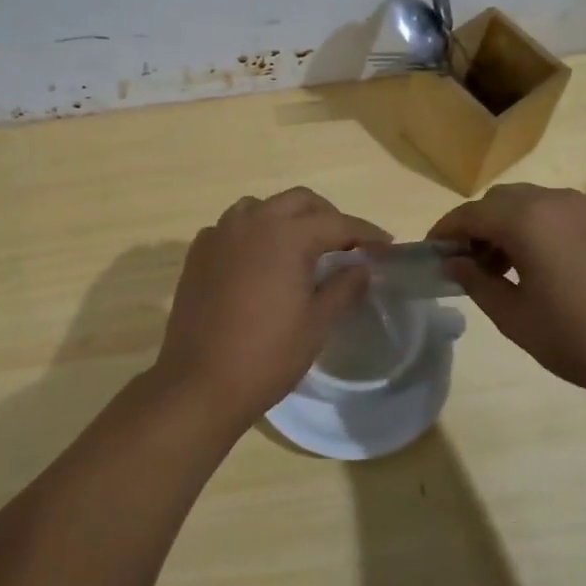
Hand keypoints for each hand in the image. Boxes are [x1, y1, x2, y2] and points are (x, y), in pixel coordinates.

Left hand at [154, 188, 388, 429]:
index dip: (365, 233)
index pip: (337, 222)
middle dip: (327, 217)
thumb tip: (362, 267)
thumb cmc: (267, 355)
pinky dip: (254, 233)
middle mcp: (252, 222)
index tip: (386, 246)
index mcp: (286, 235)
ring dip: (287, 218)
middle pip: (299, 202)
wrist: (200, 383)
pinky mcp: (199, 252)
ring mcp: (220, 234)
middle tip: (345, 245)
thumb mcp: (317, 324)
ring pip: (262, 207)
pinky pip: (233, 227)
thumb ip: (344, 287)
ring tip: (302, 248)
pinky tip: (260, 261)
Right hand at [428, 183, 585, 401]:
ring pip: (533, 202)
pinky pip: (563, 211)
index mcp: (526, 220)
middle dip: (479, 224)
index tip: (432, 251)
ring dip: (511, 224)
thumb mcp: (515, 318)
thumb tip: (453, 263)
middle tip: (471, 262)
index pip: (471, 213)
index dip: (446, 230)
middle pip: (501, 200)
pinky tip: (550, 264)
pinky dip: (542, 226)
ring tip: (509, 265)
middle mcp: (555, 201)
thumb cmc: (580, 337)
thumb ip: (477, 283)